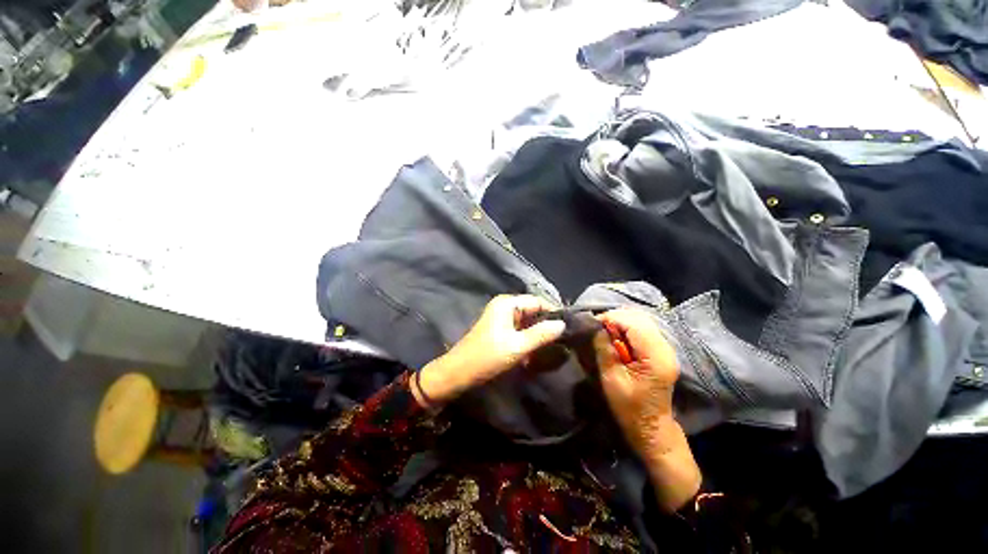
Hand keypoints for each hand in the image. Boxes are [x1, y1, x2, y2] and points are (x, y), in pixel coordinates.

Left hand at [414, 295, 565, 406]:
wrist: (458, 373)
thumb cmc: (487, 357)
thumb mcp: (518, 346)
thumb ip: (541, 334)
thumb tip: (563, 324)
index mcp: (507, 303)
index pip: (538, 302)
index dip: (554, 313)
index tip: (570, 328)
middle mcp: (505, 306)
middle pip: (533, 311)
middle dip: (547, 325)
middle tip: (564, 340)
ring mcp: (501, 318)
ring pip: (527, 322)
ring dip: (538, 334)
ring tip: (554, 346)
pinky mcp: (500, 330)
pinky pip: (520, 330)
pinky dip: (529, 339)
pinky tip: (538, 350)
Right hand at [593, 309, 700, 511]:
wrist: (651, 428)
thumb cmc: (629, 408)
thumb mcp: (612, 378)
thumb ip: (605, 349)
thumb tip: (596, 327)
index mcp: (654, 356)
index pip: (632, 322)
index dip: (610, 318)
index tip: (592, 324)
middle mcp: (665, 347)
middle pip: (639, 317)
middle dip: (615, 318)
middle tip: (597, 328)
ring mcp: (666, 348)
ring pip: (641, 321)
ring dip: (621, 322)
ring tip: (605, 332)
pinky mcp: (661, 351)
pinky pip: (643, 329)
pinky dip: (628, 329)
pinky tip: (617, 338)